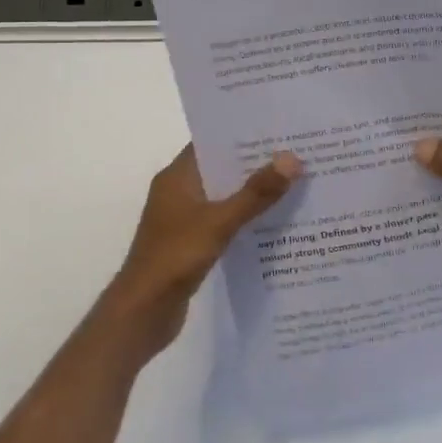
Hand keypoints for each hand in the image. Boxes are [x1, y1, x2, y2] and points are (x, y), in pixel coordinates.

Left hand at [107, 146, 302, 355]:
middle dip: (255, 165)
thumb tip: (291, 159)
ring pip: (224, 197)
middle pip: (221, 169)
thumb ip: (255, 193)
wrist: (143, 312)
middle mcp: (179, 192)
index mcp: (177, 177)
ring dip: (252, 195)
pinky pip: (223, 222)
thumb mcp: (219, 222)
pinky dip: (244, 221)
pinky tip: (275, 225)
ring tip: (295, 186)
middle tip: (298, 156)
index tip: (279, 130)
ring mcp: (184, 219)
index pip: (211, 143)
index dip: (243, 136)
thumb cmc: (175, 257)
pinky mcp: (191, 244)